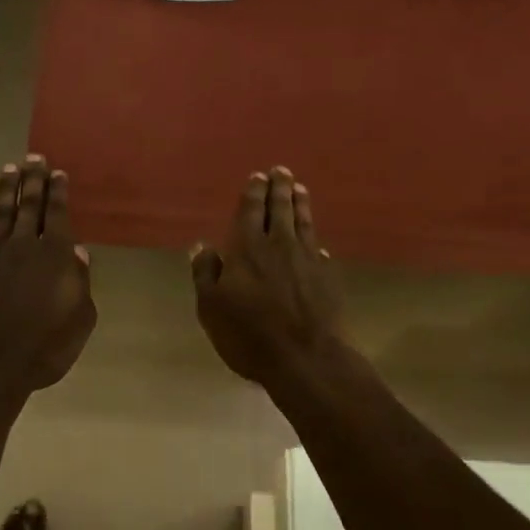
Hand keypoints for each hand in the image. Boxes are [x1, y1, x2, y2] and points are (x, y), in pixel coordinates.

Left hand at [0, 155, 96, 393]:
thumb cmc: (44, 348)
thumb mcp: (79, 319)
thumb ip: (80, 282)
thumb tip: (77, 251)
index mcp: (52, 256)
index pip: (56, 214)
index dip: (57, 192)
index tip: (56, 171)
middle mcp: (20, 249)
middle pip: (27, 207)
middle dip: (31, 181)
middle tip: (33, 158)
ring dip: (4, 195)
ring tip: (7, 172)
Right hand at [191, 167, 348, 386]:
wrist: (306, 358)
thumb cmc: (249, 334)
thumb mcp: (211, 307)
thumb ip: (206, 272)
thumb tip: (202, 245)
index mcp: (247, 248)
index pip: (251, 211)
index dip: (254, 192)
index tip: (258, 176)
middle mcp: (279, 245)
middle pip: (281, 209)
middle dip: (280, 188)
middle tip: (282, 171)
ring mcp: (308, 260)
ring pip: (304, 223)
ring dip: (300, 204)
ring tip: (300, 189)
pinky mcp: (328, 278)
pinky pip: (320, 251)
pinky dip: (315, 241)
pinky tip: (317, 242)